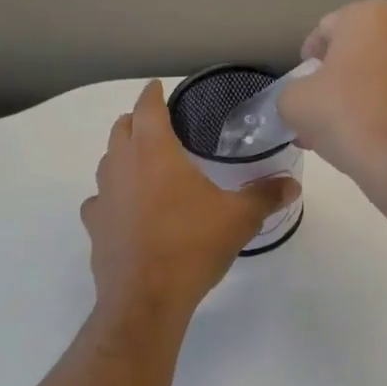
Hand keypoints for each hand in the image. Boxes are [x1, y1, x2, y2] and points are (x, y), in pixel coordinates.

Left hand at [81, 82, 297, 322]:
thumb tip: (292, 185)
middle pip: (120, 129)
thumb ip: (265, 196)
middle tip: (157, 126)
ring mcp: (103, 196)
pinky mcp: (94, 225)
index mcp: (154, 151)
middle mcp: (122, 165)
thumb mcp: (238, 219)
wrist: (146, 298)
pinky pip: (101, 200)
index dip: (153, 94)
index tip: (157, 88)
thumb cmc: (192, 246)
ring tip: (145, 166)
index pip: (147, 107)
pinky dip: (113, 197)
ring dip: (123, 156)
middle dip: (136, 121)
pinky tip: (127, 211)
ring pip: (108, 162)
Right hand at [277, 0, 386, 191]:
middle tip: (318, 114)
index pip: (323, 32)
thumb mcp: (295, 102)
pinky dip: (382, 111)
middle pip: (354, 53)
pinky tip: (368, 140)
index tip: (302, 92)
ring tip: (341, 133)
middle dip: (334, 81)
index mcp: (368, 15)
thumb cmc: (347, 116)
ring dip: (357, 97)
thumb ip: (292, 91)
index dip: (306, 63)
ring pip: (378, 76)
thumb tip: (304, 100)